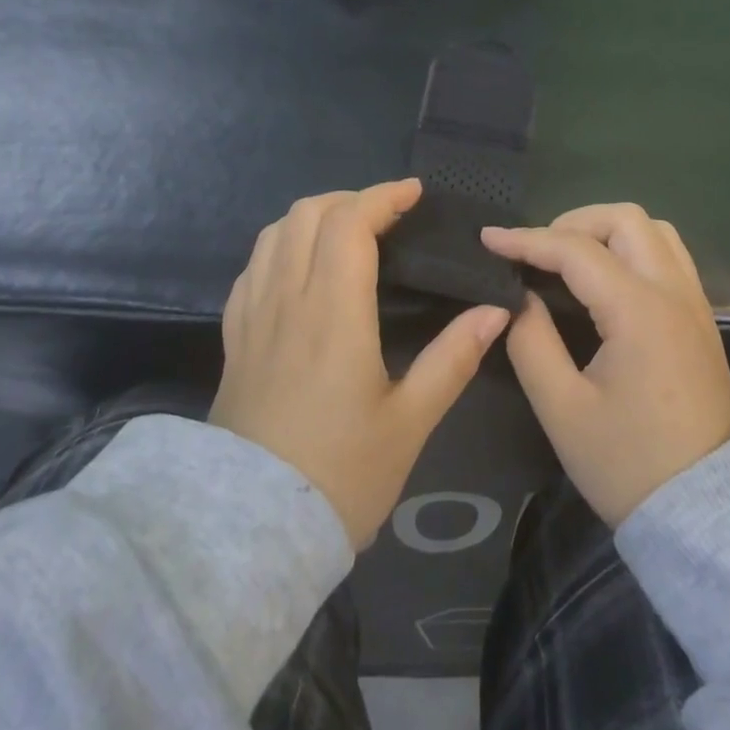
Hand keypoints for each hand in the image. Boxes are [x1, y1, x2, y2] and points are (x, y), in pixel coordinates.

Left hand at [210, 180, 512, 549]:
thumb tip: (495, 311)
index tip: (414, 194)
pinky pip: (252, 267)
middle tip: (388, 216)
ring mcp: (253, 317)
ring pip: (274, 233)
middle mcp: (287, 300)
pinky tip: (301, 268)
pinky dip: (281, 245)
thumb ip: (453, 359)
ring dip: (314, 216)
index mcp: (333, 313)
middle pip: (307, 214)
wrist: (249, 535)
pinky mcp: (235, 338)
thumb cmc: (340, 476)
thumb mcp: (409, 423)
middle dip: (351, 199)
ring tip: (348, 233)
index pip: (349, 223)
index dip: (383, 197)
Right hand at [483, 205, 729, 528]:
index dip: (526, 239)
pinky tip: (606, 277)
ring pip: (653, 230)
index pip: (575, 250)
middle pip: (625, 219)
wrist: (708, 513)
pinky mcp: (701, 318)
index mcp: (639, 311)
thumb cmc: (628, 464)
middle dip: (572, 222)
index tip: (488, 239)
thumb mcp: (562, 409)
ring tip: (569, 257)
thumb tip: (519, 298)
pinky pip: (668, 254)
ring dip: (607, 230)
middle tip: (536, 251)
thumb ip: (531, 342)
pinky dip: (632, 247)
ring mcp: (694, 302)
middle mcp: (673, 292)